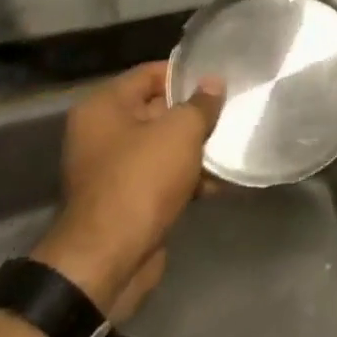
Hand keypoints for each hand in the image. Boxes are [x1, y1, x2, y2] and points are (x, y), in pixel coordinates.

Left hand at [28, 61, 223, 318]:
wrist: (108, 262)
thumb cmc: (141, 180)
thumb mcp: (180, 131)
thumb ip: (201, 103)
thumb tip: (213, 82)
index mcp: (104, 107)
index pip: (151, 73)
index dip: (186, 75)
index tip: (220, 79)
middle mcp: (102, 133)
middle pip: (159, 110)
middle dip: (196, 114)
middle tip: (233, 110)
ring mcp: (113, 170)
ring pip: (164, 146)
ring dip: (197, 149)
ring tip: (234, 145)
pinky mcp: (127, 201)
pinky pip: (163, 177)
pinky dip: (188, 178)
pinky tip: (221, 181)